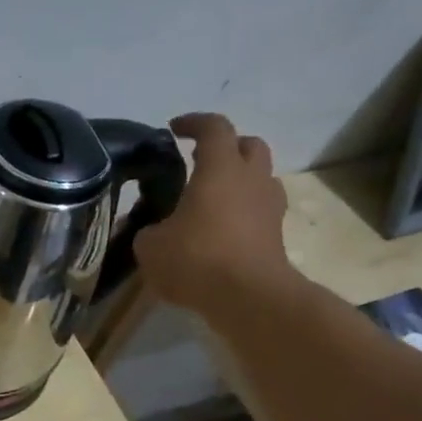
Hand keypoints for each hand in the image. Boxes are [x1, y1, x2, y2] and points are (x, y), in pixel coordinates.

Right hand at [131, 113, 296, 318]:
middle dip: (226, 147)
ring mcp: (269, 207)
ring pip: (260, 177)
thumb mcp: (150, 246)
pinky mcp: (276, 234)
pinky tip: (222, 228)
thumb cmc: (196, 259)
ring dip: (239, 180)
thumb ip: (145, 230)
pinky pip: (260, 209)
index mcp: (220, 169)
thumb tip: (146, 227)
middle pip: (248, 145)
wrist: (248, 297)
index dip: (194, 123)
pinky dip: (243, 210)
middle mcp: (251, 179)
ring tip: (211, 198)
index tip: (174, 129)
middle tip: (199, 161)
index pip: (214, 128)